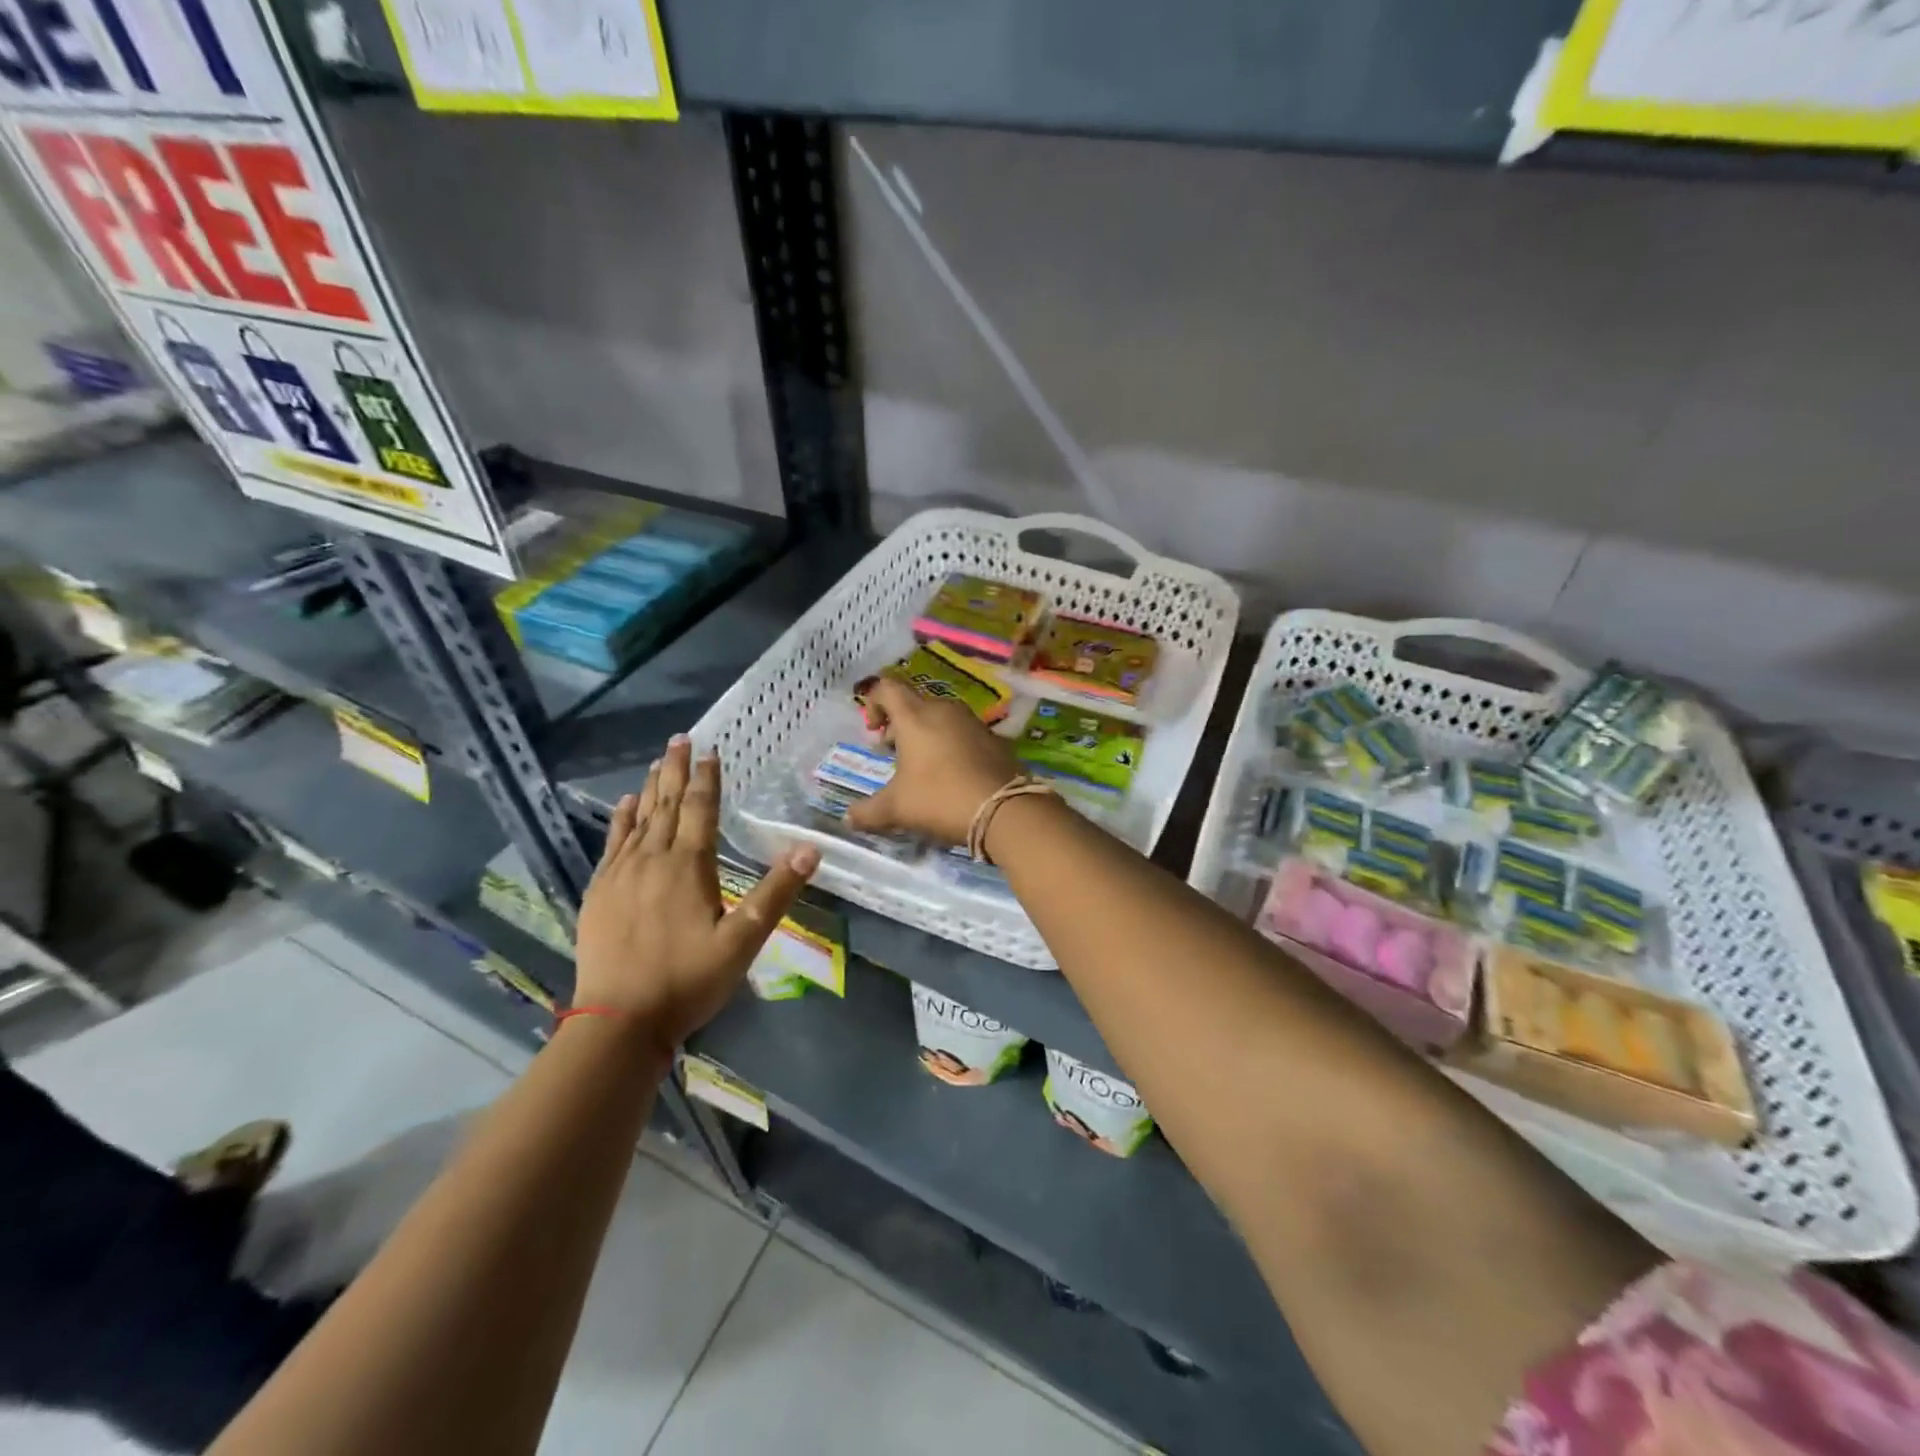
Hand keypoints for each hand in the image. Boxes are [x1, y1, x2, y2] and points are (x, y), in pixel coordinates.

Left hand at [574, 736, 818, 1053]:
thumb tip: (810, 848)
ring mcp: (621, 875)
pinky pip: (612, 844)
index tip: (711, 750)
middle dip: (674, 770)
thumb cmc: (688, 980)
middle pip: (666, 805)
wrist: (618, 1021)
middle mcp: (653, 860)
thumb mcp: (743, 940)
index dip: (707, 778)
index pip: (700, 809)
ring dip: (650, 789)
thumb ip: (776, 892)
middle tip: (680, 738)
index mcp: (689, 866)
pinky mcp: (600, 893)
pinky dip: (620, 820)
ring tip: (656, 762)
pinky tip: (623, 806)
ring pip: (639, 819)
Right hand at [846, 677, 1018, 845]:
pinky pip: (963, 732)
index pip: (887, 688)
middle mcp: (944, 709)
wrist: (1004, 809)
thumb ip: (868, 812)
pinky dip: (951, 744)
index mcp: (915, 716)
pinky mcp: (994, 737)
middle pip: (914, 702)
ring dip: (926, 733)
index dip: (874, 702)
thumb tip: (848, 819)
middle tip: (893, 751)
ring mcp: (972, 721)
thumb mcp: (897, 809)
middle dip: (899, 723)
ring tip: (922, 765)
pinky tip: (952, 773)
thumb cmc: (940, 799)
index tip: (873, 730)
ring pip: (941, 716)